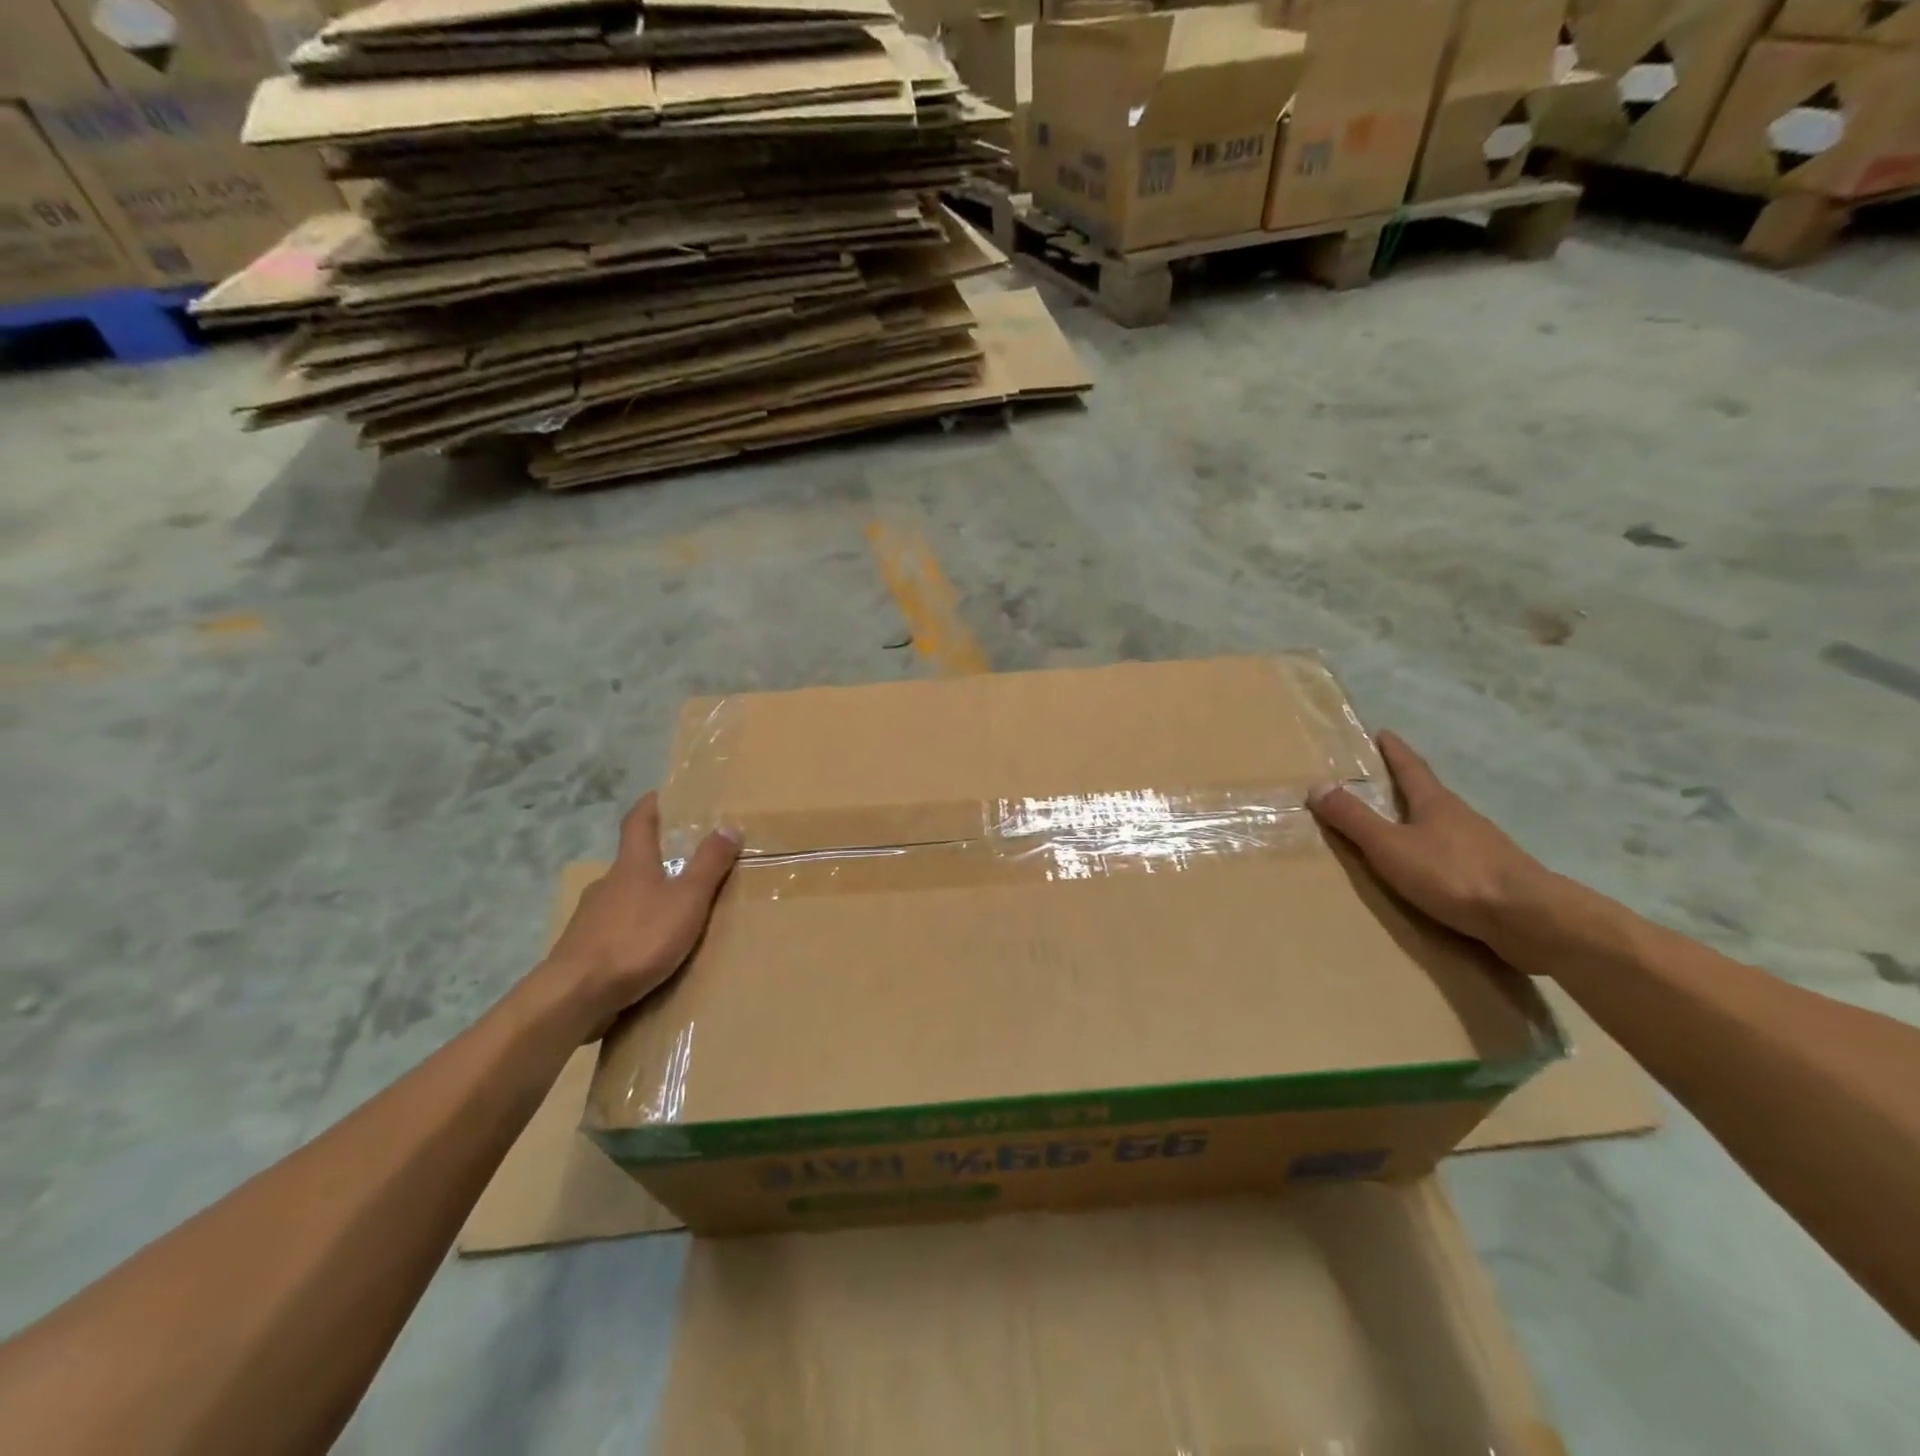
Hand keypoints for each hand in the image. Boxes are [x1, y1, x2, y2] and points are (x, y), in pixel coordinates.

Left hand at [542, 794, 739, 1033]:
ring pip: (622, 900)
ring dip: (644, 901)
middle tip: (684, 865)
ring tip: (672, 915)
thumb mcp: (687, 900)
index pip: (638, 823)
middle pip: (631, 863)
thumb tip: (729, 825)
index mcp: (632, 866)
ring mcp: (589, 918)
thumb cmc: (637, 939)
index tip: (660, 794)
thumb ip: (709, 865)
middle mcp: (606, 884)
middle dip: (655, 861)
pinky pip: (613, 932)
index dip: (649, 806)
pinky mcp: (582, 951)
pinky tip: (646, 952)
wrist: (575, 996)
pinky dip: (631, 933)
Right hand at [1307, 731, 1546, 945]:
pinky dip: (1437, 854)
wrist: (1528, 917)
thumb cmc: (1452, 873)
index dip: (1395, 751)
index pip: (1411, 768)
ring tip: (1401, 829)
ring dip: (1422, 823)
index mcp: (1434, 803)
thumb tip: (1317, 786)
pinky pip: (1456, 855)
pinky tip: (1431, 869)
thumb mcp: (1389, 846)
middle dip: (1407, 786)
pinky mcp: (1495, 875)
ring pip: (1444, 826)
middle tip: (1383, 781)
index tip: (1384, 733)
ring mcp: (1483, 846)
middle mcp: (1460, 817)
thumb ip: (1354, 819)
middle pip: (1429, 794)